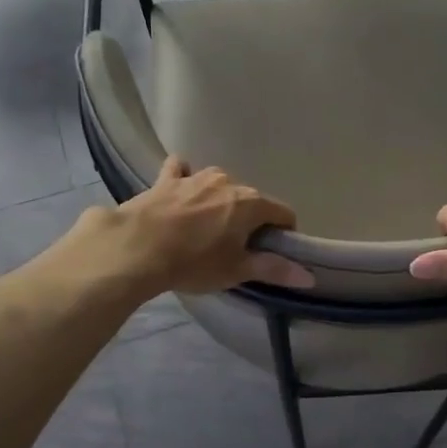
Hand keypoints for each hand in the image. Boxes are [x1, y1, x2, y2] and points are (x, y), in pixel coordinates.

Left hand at [99, 157, 313, 295]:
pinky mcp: (166, 179)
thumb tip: (310, 276)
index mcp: (251, 204)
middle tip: (235, 247)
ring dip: (219, 200)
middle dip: (249, 219)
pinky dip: (184, 178)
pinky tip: (179, 190)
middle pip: (250, 200)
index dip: (284, 233)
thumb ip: (274, 269)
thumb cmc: (193, 262)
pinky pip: (181, 171)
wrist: (136, 248)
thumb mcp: (236, 271)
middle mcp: (228, 182)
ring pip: (218, 184)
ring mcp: (196, 177)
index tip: (273, 251)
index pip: (283, 213)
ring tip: (206, 225)